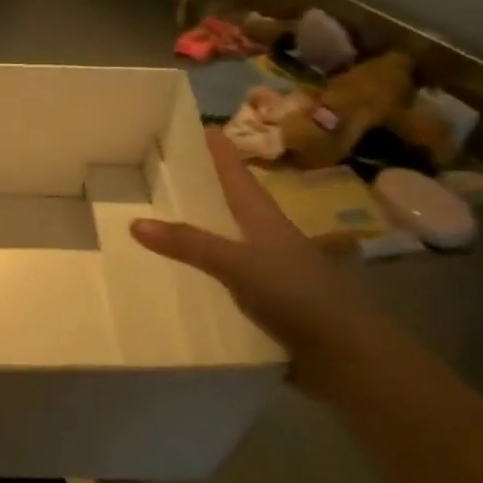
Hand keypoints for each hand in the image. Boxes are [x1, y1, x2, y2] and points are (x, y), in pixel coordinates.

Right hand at [130, 126, 381, 391]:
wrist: (347, 355)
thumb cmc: (295, 294)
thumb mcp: (237, 264)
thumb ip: (189, 244)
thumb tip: (135, 222)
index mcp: (265, 219)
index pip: (238, 175)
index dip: (220, 151)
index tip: (203, 126)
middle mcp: (270, 239)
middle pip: (236, 205)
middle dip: (209, 189)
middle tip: (173, 174)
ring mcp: (274, 272)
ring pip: (235, 242)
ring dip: (208, 232)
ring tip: (171, 223)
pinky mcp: (272, 303)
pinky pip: (233, 278)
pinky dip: (211, 272)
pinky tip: (189, 279)